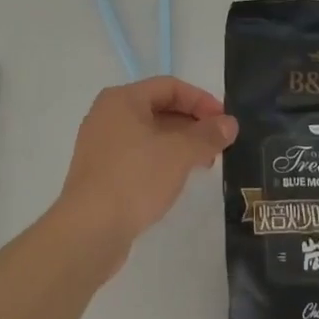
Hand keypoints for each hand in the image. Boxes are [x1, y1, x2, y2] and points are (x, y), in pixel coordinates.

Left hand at [54, 77, 237, 266]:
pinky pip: (138, 155)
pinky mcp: (100, 173)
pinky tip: (178, 179)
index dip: (201, 100)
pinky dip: (161, 160)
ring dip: (180, 144)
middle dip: (192, 124)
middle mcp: (108, 115)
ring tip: (205, 164)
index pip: (170, 87)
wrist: (88, 231)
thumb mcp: (179, 153)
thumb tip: (230, 124)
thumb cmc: (135, 178)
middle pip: (159, 108)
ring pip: (149, 134)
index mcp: (122, 99)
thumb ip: (208, 135)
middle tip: (219, 144)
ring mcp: (101, 145)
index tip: (225, 121)